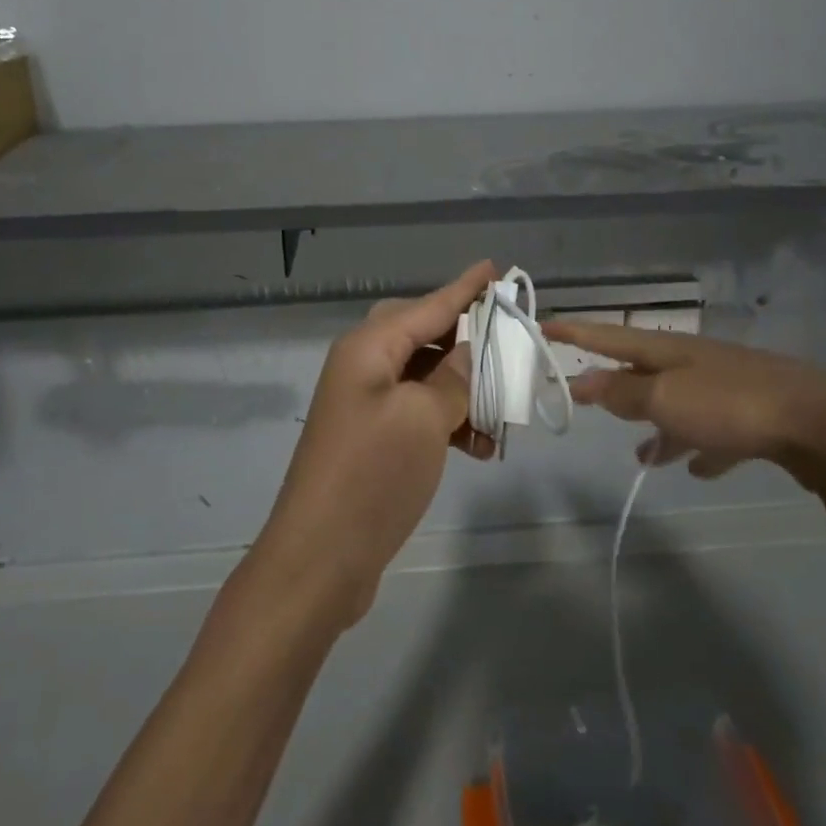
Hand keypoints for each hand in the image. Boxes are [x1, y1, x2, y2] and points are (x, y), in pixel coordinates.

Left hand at [253, 261, 498, 627]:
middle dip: (466, 339)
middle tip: (505, 340)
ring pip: (425, 377)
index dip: (464, 288)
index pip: (428, 305)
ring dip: (463, 390)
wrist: (320, 558)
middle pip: (423, 334)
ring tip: (503, 414)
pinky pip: (418, 411)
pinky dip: (448, 421)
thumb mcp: (424, 418)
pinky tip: (480, 447)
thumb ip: (453, 377)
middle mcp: (363, 366)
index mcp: (368, 348)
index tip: (494, 267)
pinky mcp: (372, 438)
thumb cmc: (373, 475)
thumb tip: (467, 353)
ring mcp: (365, 404)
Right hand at [540, 319, 825, 495]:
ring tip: (643, 457)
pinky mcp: (755, 418)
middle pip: (644, 372)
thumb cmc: (732, 406)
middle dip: (617, 385)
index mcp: (669, 352)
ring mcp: (727, 389)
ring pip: (680, 406)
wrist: (822, 423)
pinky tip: (700, 467)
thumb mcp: (667, 400)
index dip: (575, 333)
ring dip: (659, 427)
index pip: (609, 337)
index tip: (544, 326)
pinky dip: (702, 447)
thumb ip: (623, 391)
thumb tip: (581, 380)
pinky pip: (717, 433)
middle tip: (591, 399)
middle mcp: (695, 364)